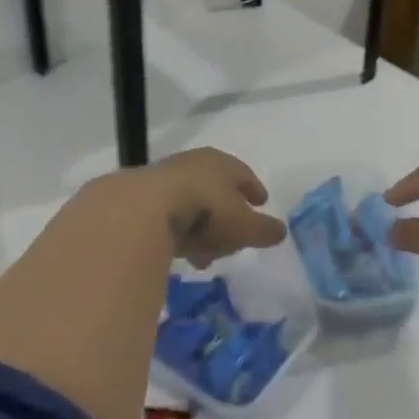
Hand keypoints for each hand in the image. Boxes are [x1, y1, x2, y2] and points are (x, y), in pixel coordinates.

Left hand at [139, 147, 286, 267]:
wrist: (141, 210)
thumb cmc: (205, 212)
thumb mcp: (244, 226)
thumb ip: (264, 229)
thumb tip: (281, 230)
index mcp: (220, 163)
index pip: (242, 173)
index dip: (253, 188)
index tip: (261, 201)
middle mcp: (192, 164)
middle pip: (214, 187)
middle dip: (225, 212)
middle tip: (234, 236)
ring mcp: (162, 178)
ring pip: (189, 203)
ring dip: (199, 228)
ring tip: (204, 255)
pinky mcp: (138, 198)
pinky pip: (167, 216)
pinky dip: (177, 232)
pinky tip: (178, 252)